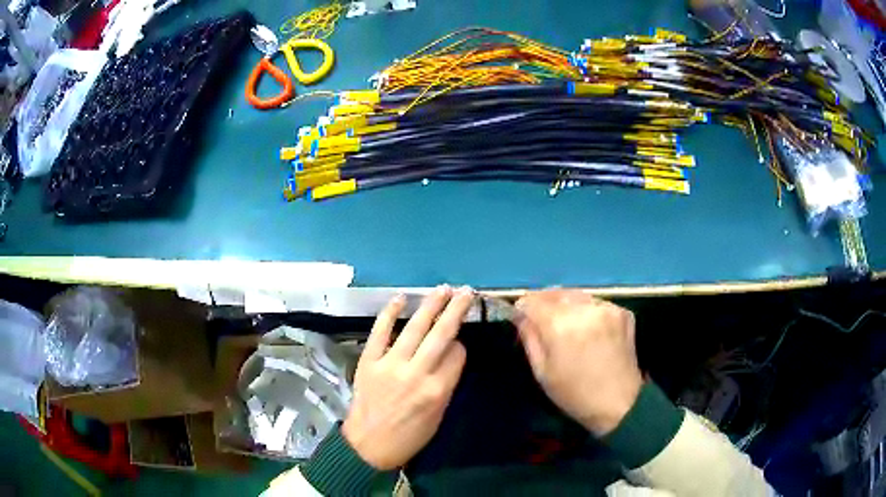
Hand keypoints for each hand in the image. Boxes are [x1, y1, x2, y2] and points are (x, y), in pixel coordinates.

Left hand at [342, 285, 471, 469]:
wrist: (368, 446)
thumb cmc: (408, 437)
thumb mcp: (437, 416)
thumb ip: (446, 384)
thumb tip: (451, 355)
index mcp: (437, 390)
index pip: (457, 354)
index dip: (461, 345)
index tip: (458, 343)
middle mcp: (416, 373)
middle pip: (441, 334)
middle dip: (456, 310)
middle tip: (466, 291)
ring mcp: (390, 365)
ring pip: (414, 328)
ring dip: (430, 305)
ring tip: (443, 289)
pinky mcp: (369, 361)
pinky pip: (380, 332)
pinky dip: (389, 313)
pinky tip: (400, 298)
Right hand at [515, 290, 642, 436]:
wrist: (620, 403)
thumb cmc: (574, 394)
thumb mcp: (542, 372)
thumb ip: (529, 338)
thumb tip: (520, 315)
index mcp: (561, 326)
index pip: (533, 300)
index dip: (523, 306)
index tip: (520, 315)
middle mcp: (585, 309)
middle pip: (556, 293)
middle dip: (544, 303)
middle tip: (540, 320)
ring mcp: (607, 308)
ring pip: (576, 296)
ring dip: (566, 305)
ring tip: (565, 325)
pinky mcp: (622, 312)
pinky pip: (595, 304)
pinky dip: (587, 311)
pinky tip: (588, 330)